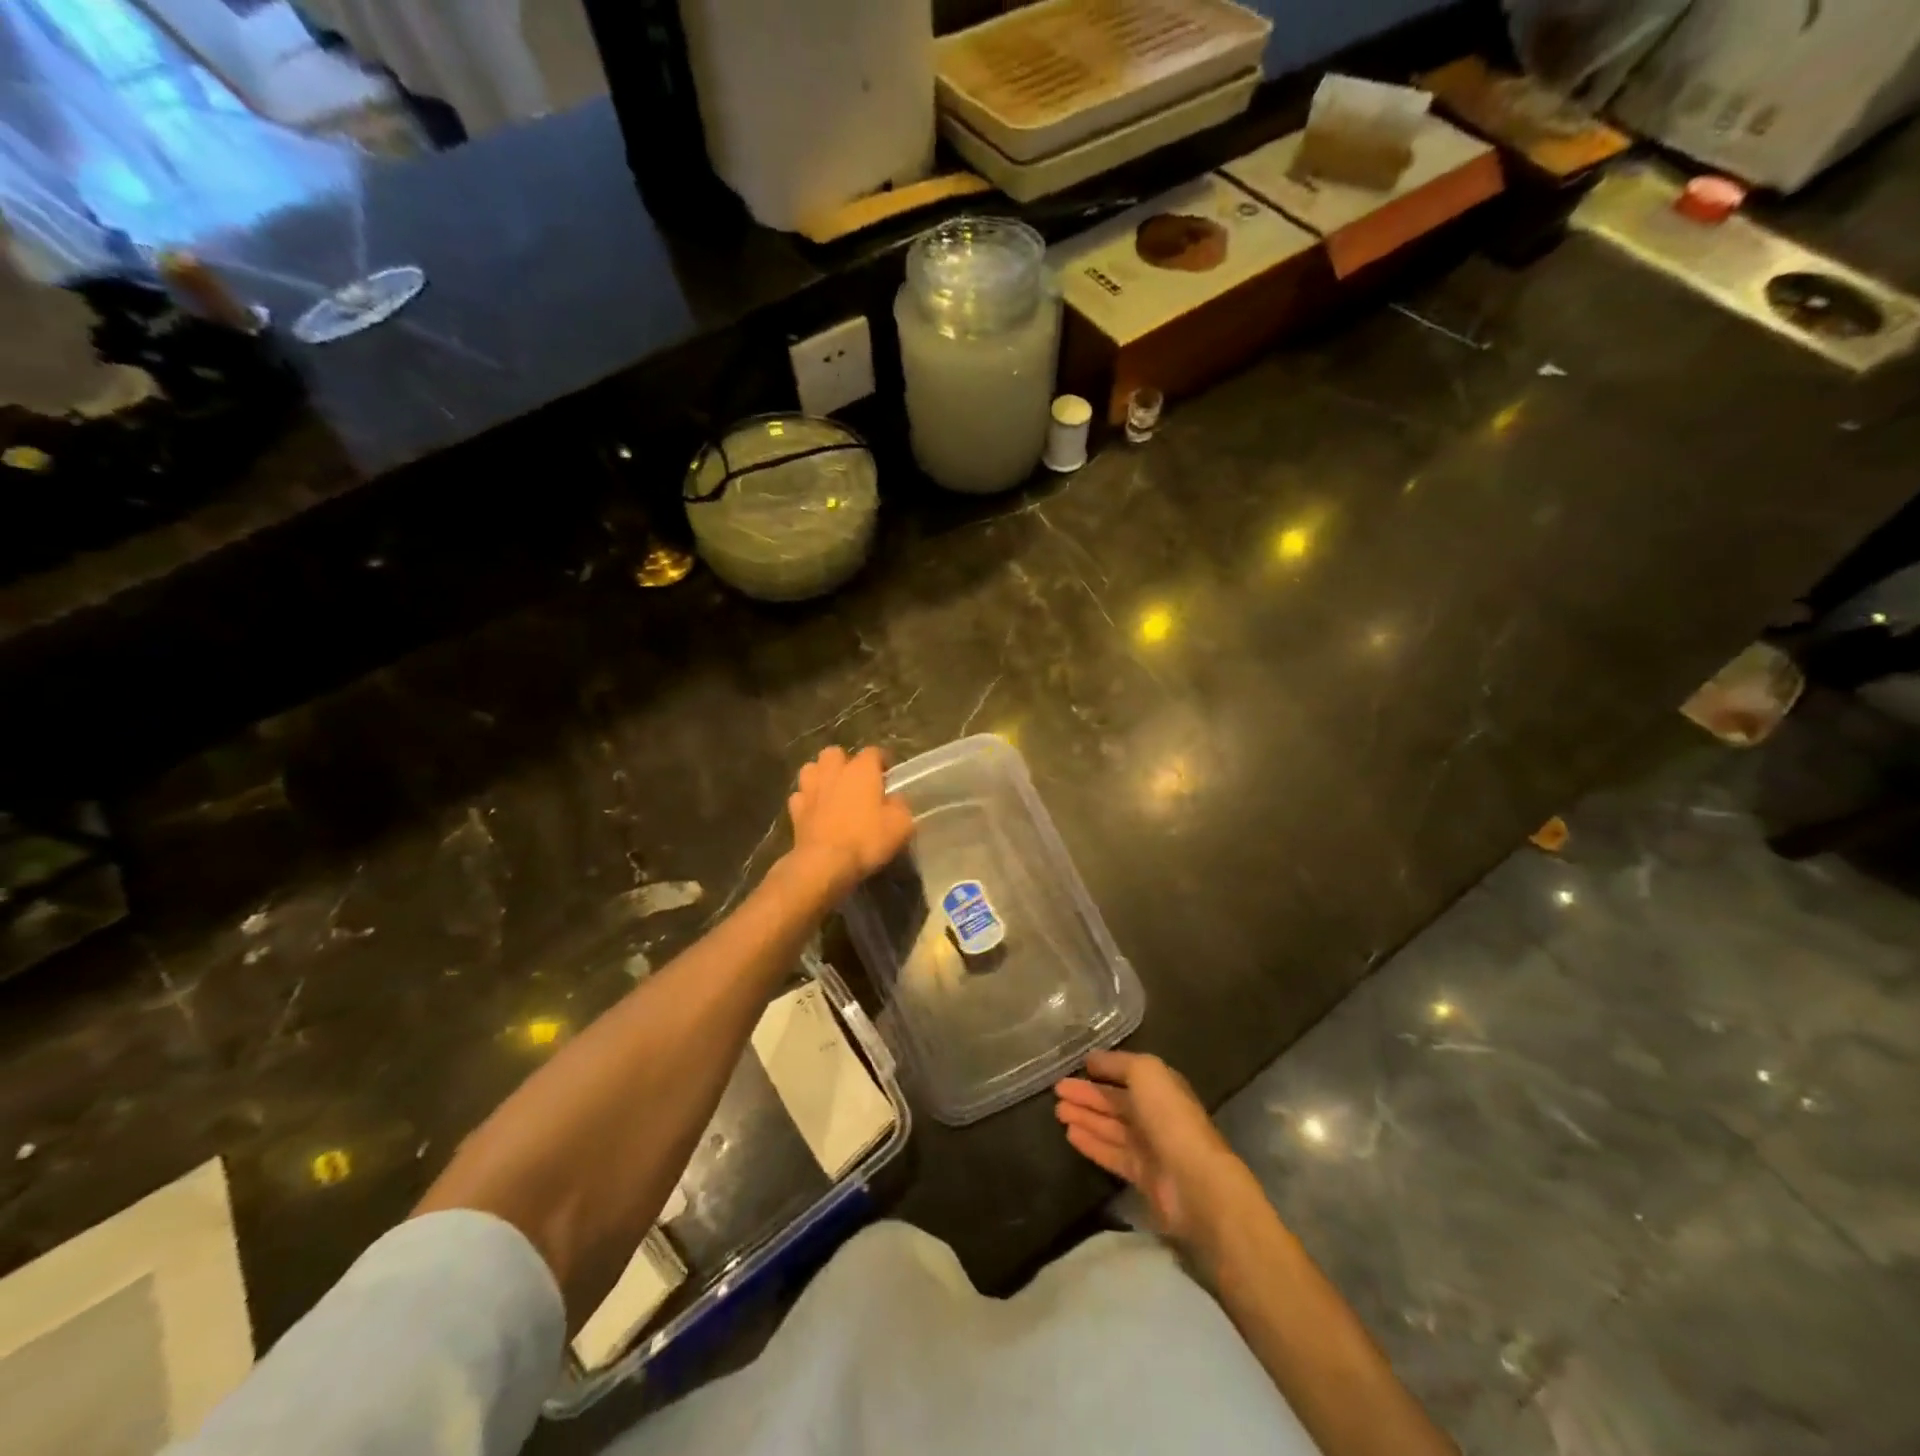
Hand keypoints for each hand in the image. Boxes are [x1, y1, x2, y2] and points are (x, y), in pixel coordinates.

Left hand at [785, 746, 914, 901]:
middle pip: (834, 753)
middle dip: (844, 762)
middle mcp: (834, 772)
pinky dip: (807, 800)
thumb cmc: (867, 839)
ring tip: (830, 790)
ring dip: (820, 776)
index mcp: (862, 770)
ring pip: (811, 769)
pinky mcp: (795, 810)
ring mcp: (810, 789)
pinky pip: (800, 796)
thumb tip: (894, 799)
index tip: (888, 775)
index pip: (873, 752)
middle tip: (855, 781)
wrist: (824, 863)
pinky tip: (814, 811)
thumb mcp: (901, 825)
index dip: (881, 761)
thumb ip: (900, 805)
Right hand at [1055, 1050, 1260, 1267]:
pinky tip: (1070, 1135)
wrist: (1193, 1181)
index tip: (1075, 1067)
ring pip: (1110, 1127)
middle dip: (1087, 1095)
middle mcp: (1155, 1115)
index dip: (1102, 1070)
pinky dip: (1091, 1142)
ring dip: (1085, 1117)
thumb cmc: (1169, 1118)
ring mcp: (1149, 1147)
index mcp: (1161, 1087)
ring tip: (1058, 1111)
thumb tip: (1093, 1060)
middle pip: (1116, 1102)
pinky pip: (1111, 1153)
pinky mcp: (1142, 1176)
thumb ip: (1118, 1063)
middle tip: (1057, 1090)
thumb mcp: (1146, 1072)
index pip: (1127, 1075)